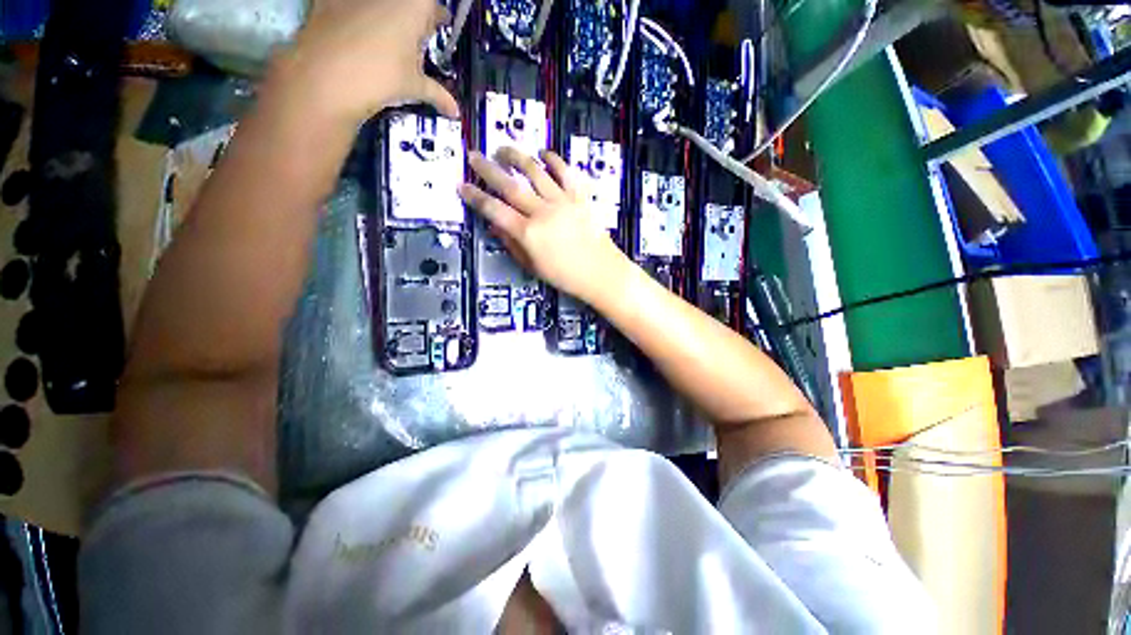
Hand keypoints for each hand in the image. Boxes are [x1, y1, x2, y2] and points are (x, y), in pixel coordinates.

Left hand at [268, 0, 459, 124]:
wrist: (326, 76)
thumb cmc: (380, 77)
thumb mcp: (413, 87)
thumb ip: (437, 94)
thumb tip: (455, 112)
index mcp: (414, 6)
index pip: (432, 5)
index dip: (436, 15)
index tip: (439, 24)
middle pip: (408, 3)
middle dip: (415, 14)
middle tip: (418, 33)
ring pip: (380, 4)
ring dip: (387, 13)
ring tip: (389, 36)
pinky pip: (349, 4)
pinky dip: (356, 13)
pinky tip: (356, 31)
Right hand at [459, 148, 629, 304]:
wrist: (601, 273)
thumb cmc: (566, 277)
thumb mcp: (533, 267)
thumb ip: (512, 245)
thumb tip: (495, 225)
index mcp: (528, 233)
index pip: (494, 210)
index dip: (475, 197)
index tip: (461, 185)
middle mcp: (542, 212)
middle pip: (510, 185)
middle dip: (488, 169)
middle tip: (474, 156)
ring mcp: (563, 201)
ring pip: (535, 171)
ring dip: (516, 157)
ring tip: (503, 150)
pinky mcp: (580, 197)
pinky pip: (566, 172)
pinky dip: (554, 160)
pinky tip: (543, 154)